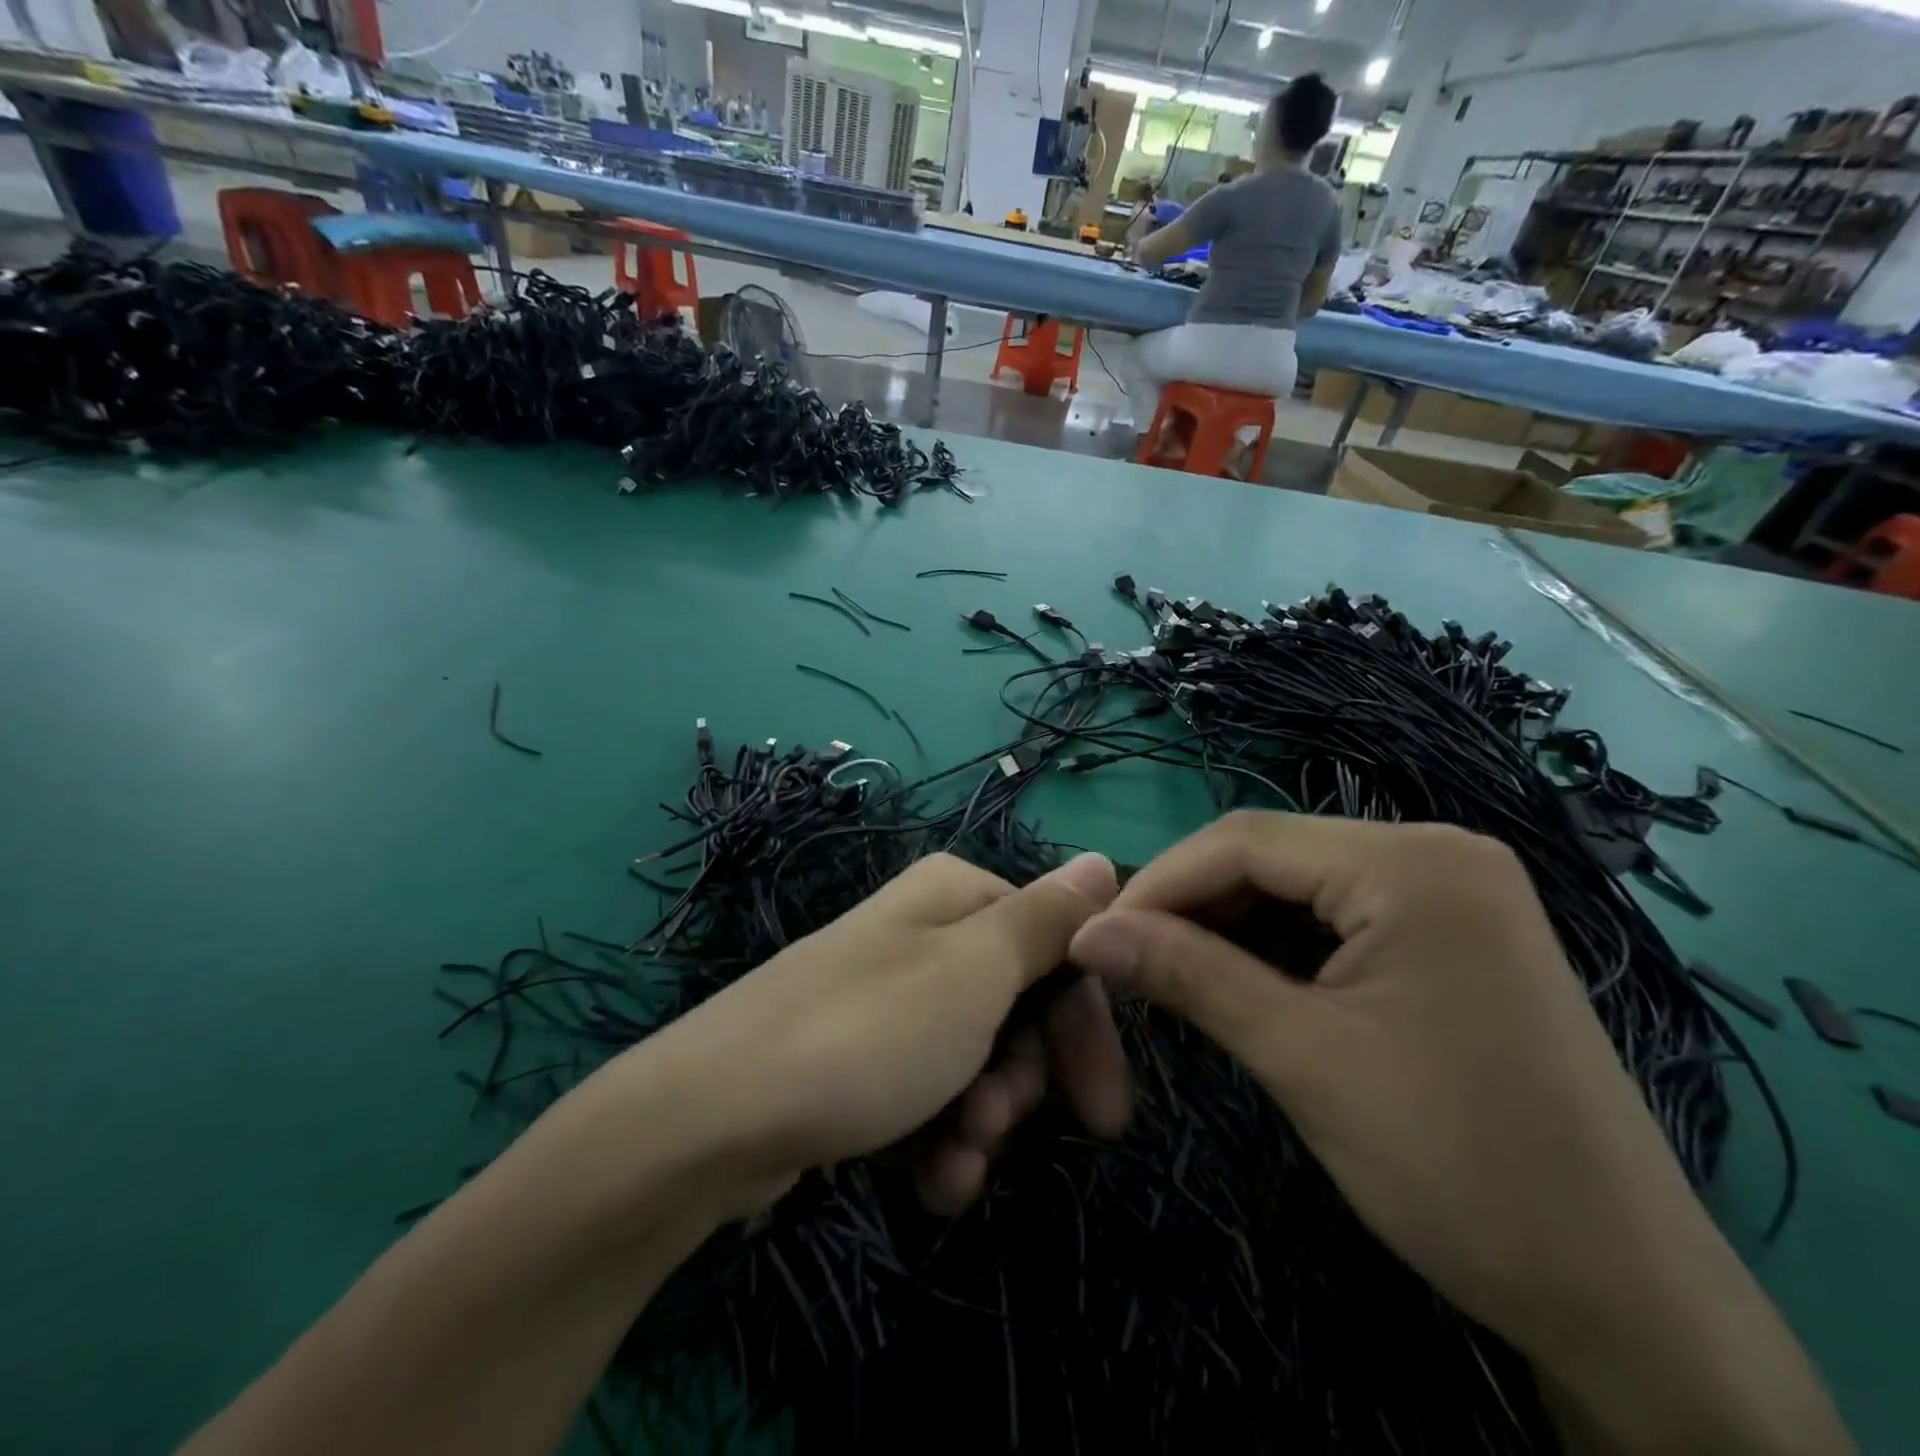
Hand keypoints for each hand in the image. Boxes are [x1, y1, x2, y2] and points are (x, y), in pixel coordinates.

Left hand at [636, 852, 1128, 1217]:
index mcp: (955, 897)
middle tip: (1000, 1124)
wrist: (711, 1118)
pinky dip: (939, 1139)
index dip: (1083, 1025)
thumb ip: (1047, 920)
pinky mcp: (859, 1058)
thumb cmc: (866, 1034)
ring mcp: (889, 999)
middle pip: (1018, 1007)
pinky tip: (930, 1181)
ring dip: (982, 1121)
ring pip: (977, 1060)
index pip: (1057, 947)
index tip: (1103, 1108)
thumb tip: (1104, 859)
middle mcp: (924, 936)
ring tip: (955, 1161)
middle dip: (1023, 1080)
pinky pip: (927, 1094)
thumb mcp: (975, 973)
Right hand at [1066, 812, 1849, 1454]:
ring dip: (1231, 928)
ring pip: (1301, 888)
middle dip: (1193, 906)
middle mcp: (1438, 853)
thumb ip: (1187, 975)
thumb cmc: (1458, 1167)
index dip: (1159, 882)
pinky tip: (1244, 986)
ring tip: (1174, 976)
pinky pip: (1339, 918)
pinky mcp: (1454, 937)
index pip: (1245, 840)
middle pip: (1273, 857)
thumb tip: (1087, 933)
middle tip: (1128, 961)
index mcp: (1413, 863)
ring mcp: (1453, 894)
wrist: (1625, 1299)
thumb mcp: (1301, 1058)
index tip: (1095, 935)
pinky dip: (1280, 948)